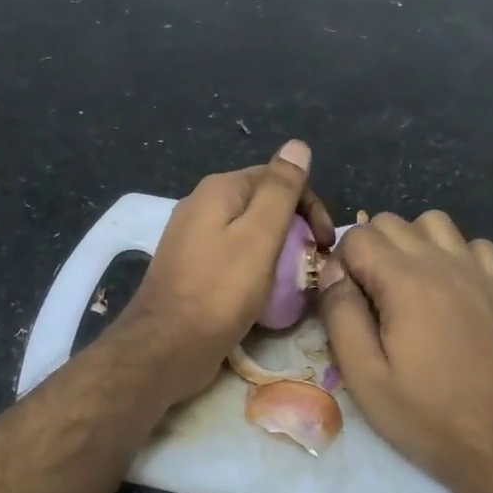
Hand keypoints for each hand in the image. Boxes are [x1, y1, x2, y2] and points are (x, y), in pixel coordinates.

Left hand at [119, 140, 335, 405]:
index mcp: (219, 190)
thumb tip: (297, 144)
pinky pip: (232, 258)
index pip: (278, 178)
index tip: (325, 244)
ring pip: (248, 234)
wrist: (166, 347)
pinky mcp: (191, 269)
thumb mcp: (259, 236)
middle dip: (294, 230)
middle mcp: (201, 205)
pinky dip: (254, 269)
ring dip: (277, 252)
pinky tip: (264, 294)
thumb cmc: (219, 291)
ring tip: (294, 283)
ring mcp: (192, 239)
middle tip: (313, 265)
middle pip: (262, 205)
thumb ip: (280, 190)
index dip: (309, 206)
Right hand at [318, 211, 492, 492]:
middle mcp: (447, 264)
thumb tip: (333, 273)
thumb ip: (341, 314)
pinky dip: (456, 258)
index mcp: (407, 281)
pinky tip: (451, 296)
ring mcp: (484, 275)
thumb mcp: (364, 376)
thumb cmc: (428, 417)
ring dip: (413, 244)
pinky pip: (477, 249)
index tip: (342, 300)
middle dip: (370, 248)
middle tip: (367, 297)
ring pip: (438, 224)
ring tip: (407, 287)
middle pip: (395, 222)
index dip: (340, 263)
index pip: (360, 236)